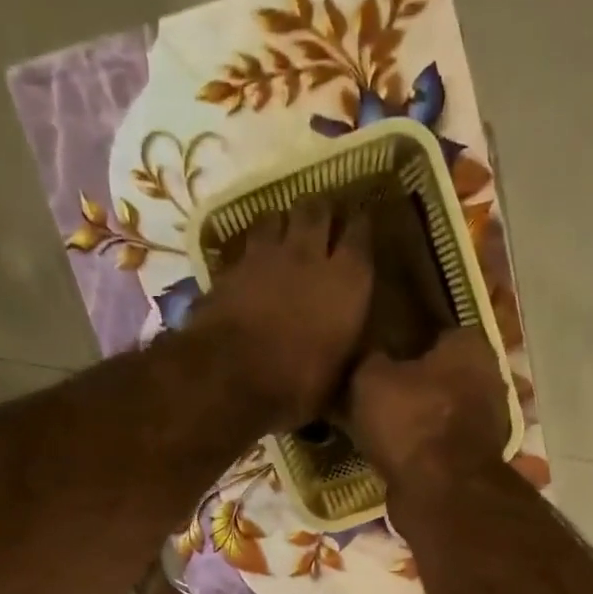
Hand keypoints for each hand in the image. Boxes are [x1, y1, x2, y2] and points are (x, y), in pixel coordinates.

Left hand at [187, 201, 372, 427]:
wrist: (232, 378)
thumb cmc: (298, 384)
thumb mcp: (339, 377)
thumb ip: (350, 351)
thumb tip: (359, 350)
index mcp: (349, 279)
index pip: (362, 232)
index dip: (361, 226)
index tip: (361, 227)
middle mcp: (310, 254)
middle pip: (317, 209)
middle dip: (320, 212)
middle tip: (321, 223)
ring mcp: (266, 255)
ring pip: (276, 216)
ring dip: (281, 223)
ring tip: (282, 235)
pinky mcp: (230, 266)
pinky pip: (245, 244)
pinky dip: (250, 249)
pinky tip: (250, 261)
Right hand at [348, 326, 510, 495]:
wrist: (441, 493)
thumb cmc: (411, 422)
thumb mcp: (370, 379)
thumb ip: (370, 359)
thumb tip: (369, 357)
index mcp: (470, 346)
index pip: (437, 330)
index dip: (407, 340)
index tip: (380, 352)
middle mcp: (489, 378)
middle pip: (443, 373)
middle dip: (415, 382)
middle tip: (376, 390)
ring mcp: (488, 423)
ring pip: (443, 411)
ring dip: (418, 418)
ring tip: (380, 424)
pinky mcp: (476, 459)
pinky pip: (442, 444)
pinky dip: (423, 448)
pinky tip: (394, 452)